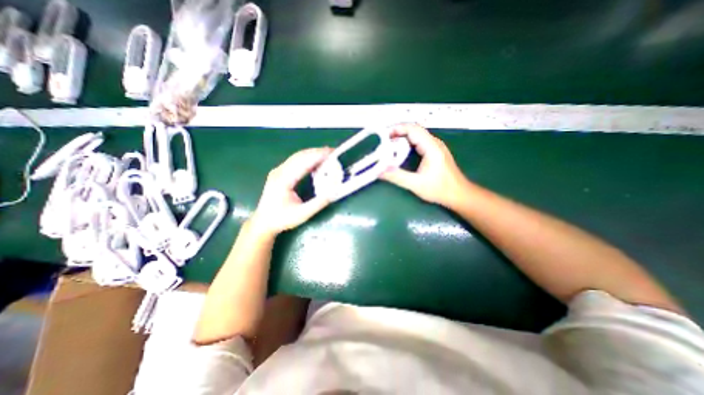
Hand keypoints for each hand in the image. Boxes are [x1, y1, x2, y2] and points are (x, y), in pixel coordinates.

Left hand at [249, 146, 332, 234]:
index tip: (332, 152)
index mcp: (283, 180)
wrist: (263, 222)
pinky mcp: (280, 173)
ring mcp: (278, 171)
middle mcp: (279, 171)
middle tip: (333, 152)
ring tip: (327, 155)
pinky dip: (307, 159)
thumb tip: (333, 192)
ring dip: (312, 154)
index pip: (303, 162)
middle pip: (300, 156)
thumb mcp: (302, 215)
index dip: (318, 155)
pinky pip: (295, 161)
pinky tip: (315, 162)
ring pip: (297, 157)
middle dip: (317, 152)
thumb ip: (318, 203)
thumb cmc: (281, 219)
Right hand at [383, 123, 469, 209]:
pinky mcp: (435, 152)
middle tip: (382, 141)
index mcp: (431, 147)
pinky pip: (419, 142)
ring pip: (416, 135)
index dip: (397, 128)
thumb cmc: (440, 189)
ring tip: (388, 145)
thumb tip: (379, 171)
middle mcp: (434, 143)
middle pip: (414, 130)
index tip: (383, 134)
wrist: (459, 194)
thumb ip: (397, 176)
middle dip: (397, 133)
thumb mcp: (416, 184)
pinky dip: (407, 143)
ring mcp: (435, 147)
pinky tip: (400, 152)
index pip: (413, 129)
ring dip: (402, 138)